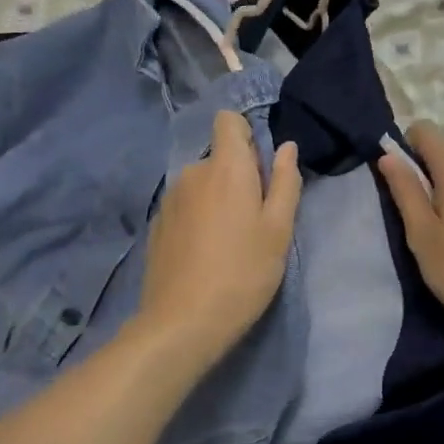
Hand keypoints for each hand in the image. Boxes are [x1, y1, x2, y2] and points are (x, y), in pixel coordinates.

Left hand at [136, 110, 300, 373]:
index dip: (246, 134)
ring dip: (217, 199)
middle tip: (255, 220)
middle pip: (219, 157)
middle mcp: (192, 173)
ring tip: (230, 242)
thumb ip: (284, 182)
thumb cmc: (243, 272)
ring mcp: (169, 199)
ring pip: (202, 184)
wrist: (182, 323)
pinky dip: (198, 219)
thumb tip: (286, 147)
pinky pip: (185, 206)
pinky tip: (205, 254)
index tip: (261, 168)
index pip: (228, 120)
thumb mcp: (278, 230)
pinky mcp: (157, 225)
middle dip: (238, 176)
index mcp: (225, 167)